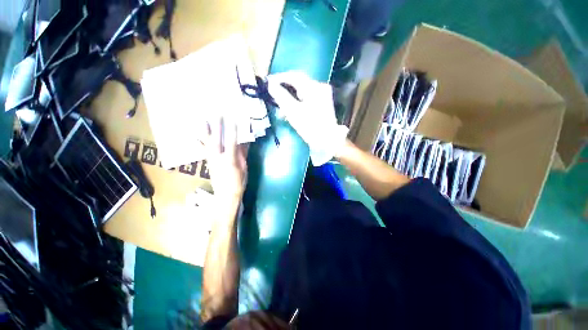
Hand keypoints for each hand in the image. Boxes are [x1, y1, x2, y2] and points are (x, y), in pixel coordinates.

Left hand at [201, 117, 247, 201]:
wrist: (226, 195)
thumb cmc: (238, 182)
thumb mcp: (244, 168)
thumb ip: (243, 154)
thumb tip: (244, 142)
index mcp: (230, 160)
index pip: (232, 143)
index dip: (233, 131)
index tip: (234, 119)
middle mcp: (218, 158)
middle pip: (217, 140)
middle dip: (217, 127)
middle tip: (217, 114)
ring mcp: (212, 160)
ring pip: (207, 144)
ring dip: (205, 132)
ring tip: (203, 121)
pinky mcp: (209, 163)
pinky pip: (203, 151)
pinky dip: (199, 144)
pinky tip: (194, 138)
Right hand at [267, 71, 347, 165]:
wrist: (327, 142)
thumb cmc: (310, 127)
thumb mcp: (293, 112)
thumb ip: (281, 96)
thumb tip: (271, 84)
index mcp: (314, 87)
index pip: (294, 76)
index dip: (280, 77)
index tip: (268, 82)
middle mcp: (320, 87)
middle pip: (299, 83)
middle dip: (285, 89)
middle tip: (273, 94)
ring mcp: (323, 95)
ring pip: (302, 91)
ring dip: (290, 97)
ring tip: (281, 107)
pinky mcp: (322, 103)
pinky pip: (307, 98)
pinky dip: (297, 102)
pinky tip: (291, 110)